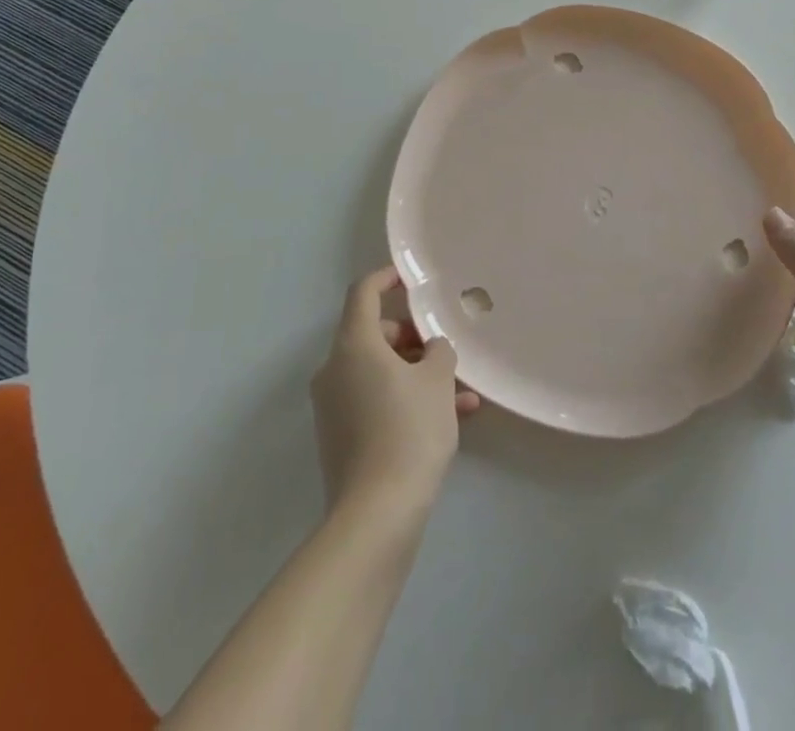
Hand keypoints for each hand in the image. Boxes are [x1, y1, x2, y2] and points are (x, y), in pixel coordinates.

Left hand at [311, 266, 480, 516]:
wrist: (376, 516)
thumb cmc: (409, 431)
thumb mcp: (438, 380)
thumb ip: (438, 351)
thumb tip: (431, 348)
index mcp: (353, 345)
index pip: (363, 292)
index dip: (386, 278)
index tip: (410, 279)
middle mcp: (335, 369)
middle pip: (372, 334)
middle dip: (411, 337)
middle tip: (443, 350)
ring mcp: (333, 405)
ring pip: (379, 371)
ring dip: (416, 373)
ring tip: (461, 392)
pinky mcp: (339, 436)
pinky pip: (375, 400)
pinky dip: (405, 399)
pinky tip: (449, 418)